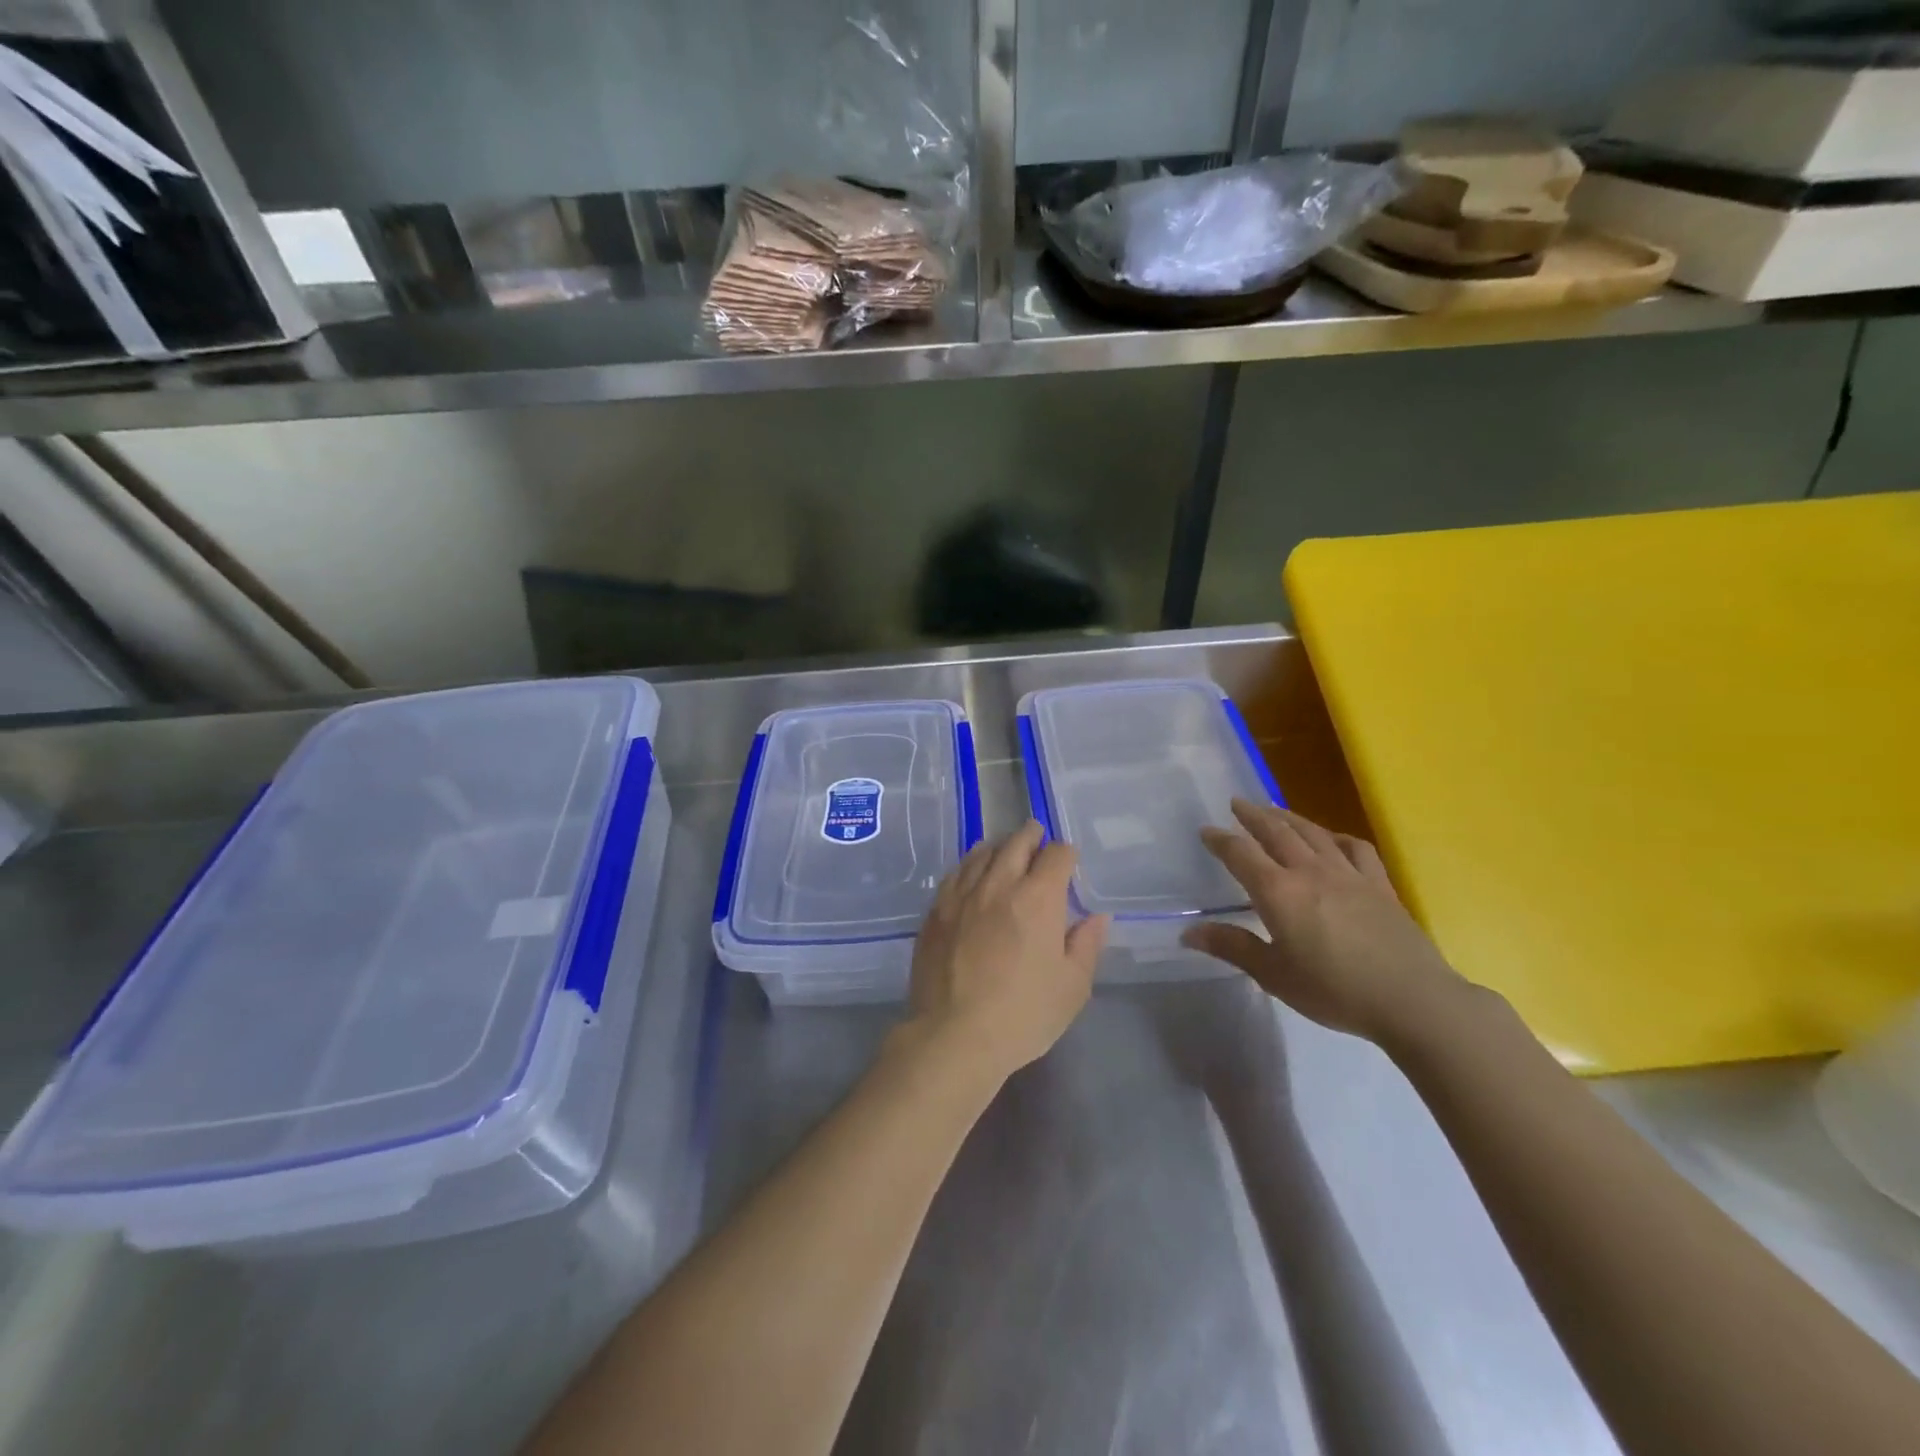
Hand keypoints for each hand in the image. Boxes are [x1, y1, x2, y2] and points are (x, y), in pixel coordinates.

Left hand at [905, 821, 1109, 1082]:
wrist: (954, 1035)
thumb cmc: (1023, 1014)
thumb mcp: (1072, 987)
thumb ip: (1086, 945)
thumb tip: (1096, 917)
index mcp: (1038, 898)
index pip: (1056, 855)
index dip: (1066, 854)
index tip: (1068, 861)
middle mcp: (999, 885)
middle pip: (1016, 843)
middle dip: (1031, 836)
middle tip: (1036, 834)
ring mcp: (962, 896)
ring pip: (981, 854)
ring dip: (998, 846)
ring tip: (1004, 848)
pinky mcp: (936, 911)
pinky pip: (955, 874)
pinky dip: (968, 865)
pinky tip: (970, 872)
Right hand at [1180, 799, 1469, 1045]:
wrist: (1412, 999)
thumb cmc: (1334, 990)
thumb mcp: (1274, 975)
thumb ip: (1232, 947)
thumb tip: (1188, 932)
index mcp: (1278, 892)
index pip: (1240, 854)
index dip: (1220, 840)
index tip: (1206, 830)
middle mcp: (1310, 872)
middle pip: (1276, 832)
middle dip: (1253, 815)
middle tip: (1237, 803)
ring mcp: (1348, 874)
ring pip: (1313, 833)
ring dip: (1289, 818)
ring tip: (1274, 811)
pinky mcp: (1379, 884)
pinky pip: (1355, 848)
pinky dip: (1337, 837)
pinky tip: (1332, 839)